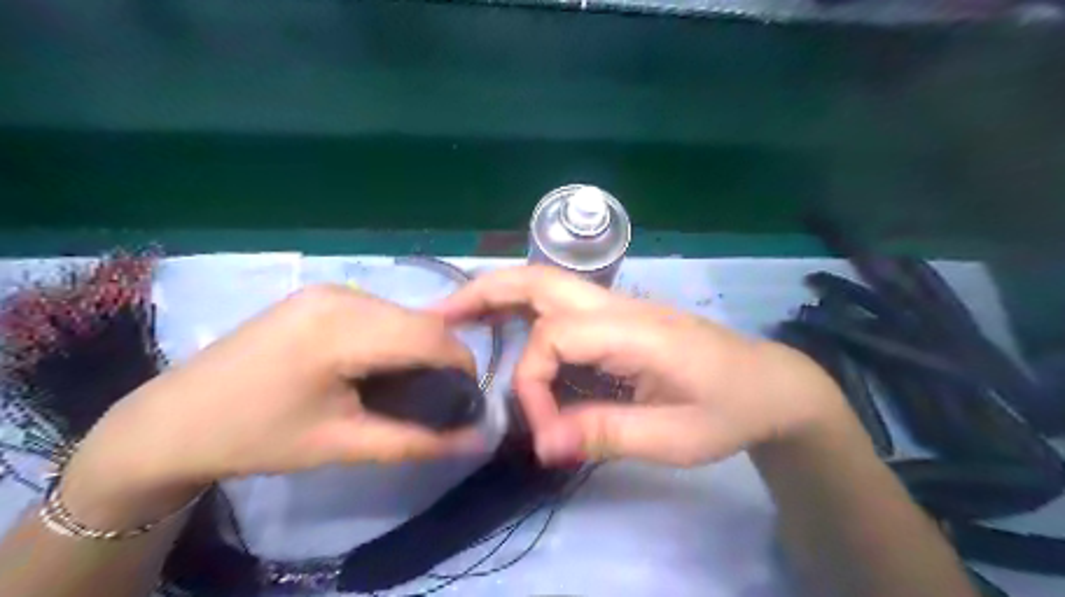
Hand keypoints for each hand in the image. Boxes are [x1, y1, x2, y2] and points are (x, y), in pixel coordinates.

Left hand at [60, 286, 477, 523]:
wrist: (172, 420)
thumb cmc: (257, 438)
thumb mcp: (343, 446)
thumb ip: (417, 441)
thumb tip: (477, 440)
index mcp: (341, 329)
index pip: (431, 336)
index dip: (461, 366)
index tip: (466, 400)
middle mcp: (340, 295)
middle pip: (421, 321)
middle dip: (442, 358)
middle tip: (437, 398)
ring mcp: (328, 289)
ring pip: (403, 313)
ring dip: (419, 346)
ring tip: (407, 384)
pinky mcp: (319, 294)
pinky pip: (380, 311)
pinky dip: (395, 336)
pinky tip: (378, 363)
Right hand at [432, 265, 849, 466]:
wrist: (768, 383)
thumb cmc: (729, 409)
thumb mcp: (674, 437)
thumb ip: (606, 433)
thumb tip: (542, 444)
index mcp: (633, 329)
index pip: (554, 339)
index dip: (534, 387)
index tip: (545, 435)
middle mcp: (618, 305)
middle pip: (539, 280)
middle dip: (486, 292)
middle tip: (441, 316)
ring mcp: (618, 306)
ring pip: (546, 284)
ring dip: (499, 295)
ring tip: (459, 316)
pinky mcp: (618, 317)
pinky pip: (559, 304)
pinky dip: (522, 309)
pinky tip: (506, 327)